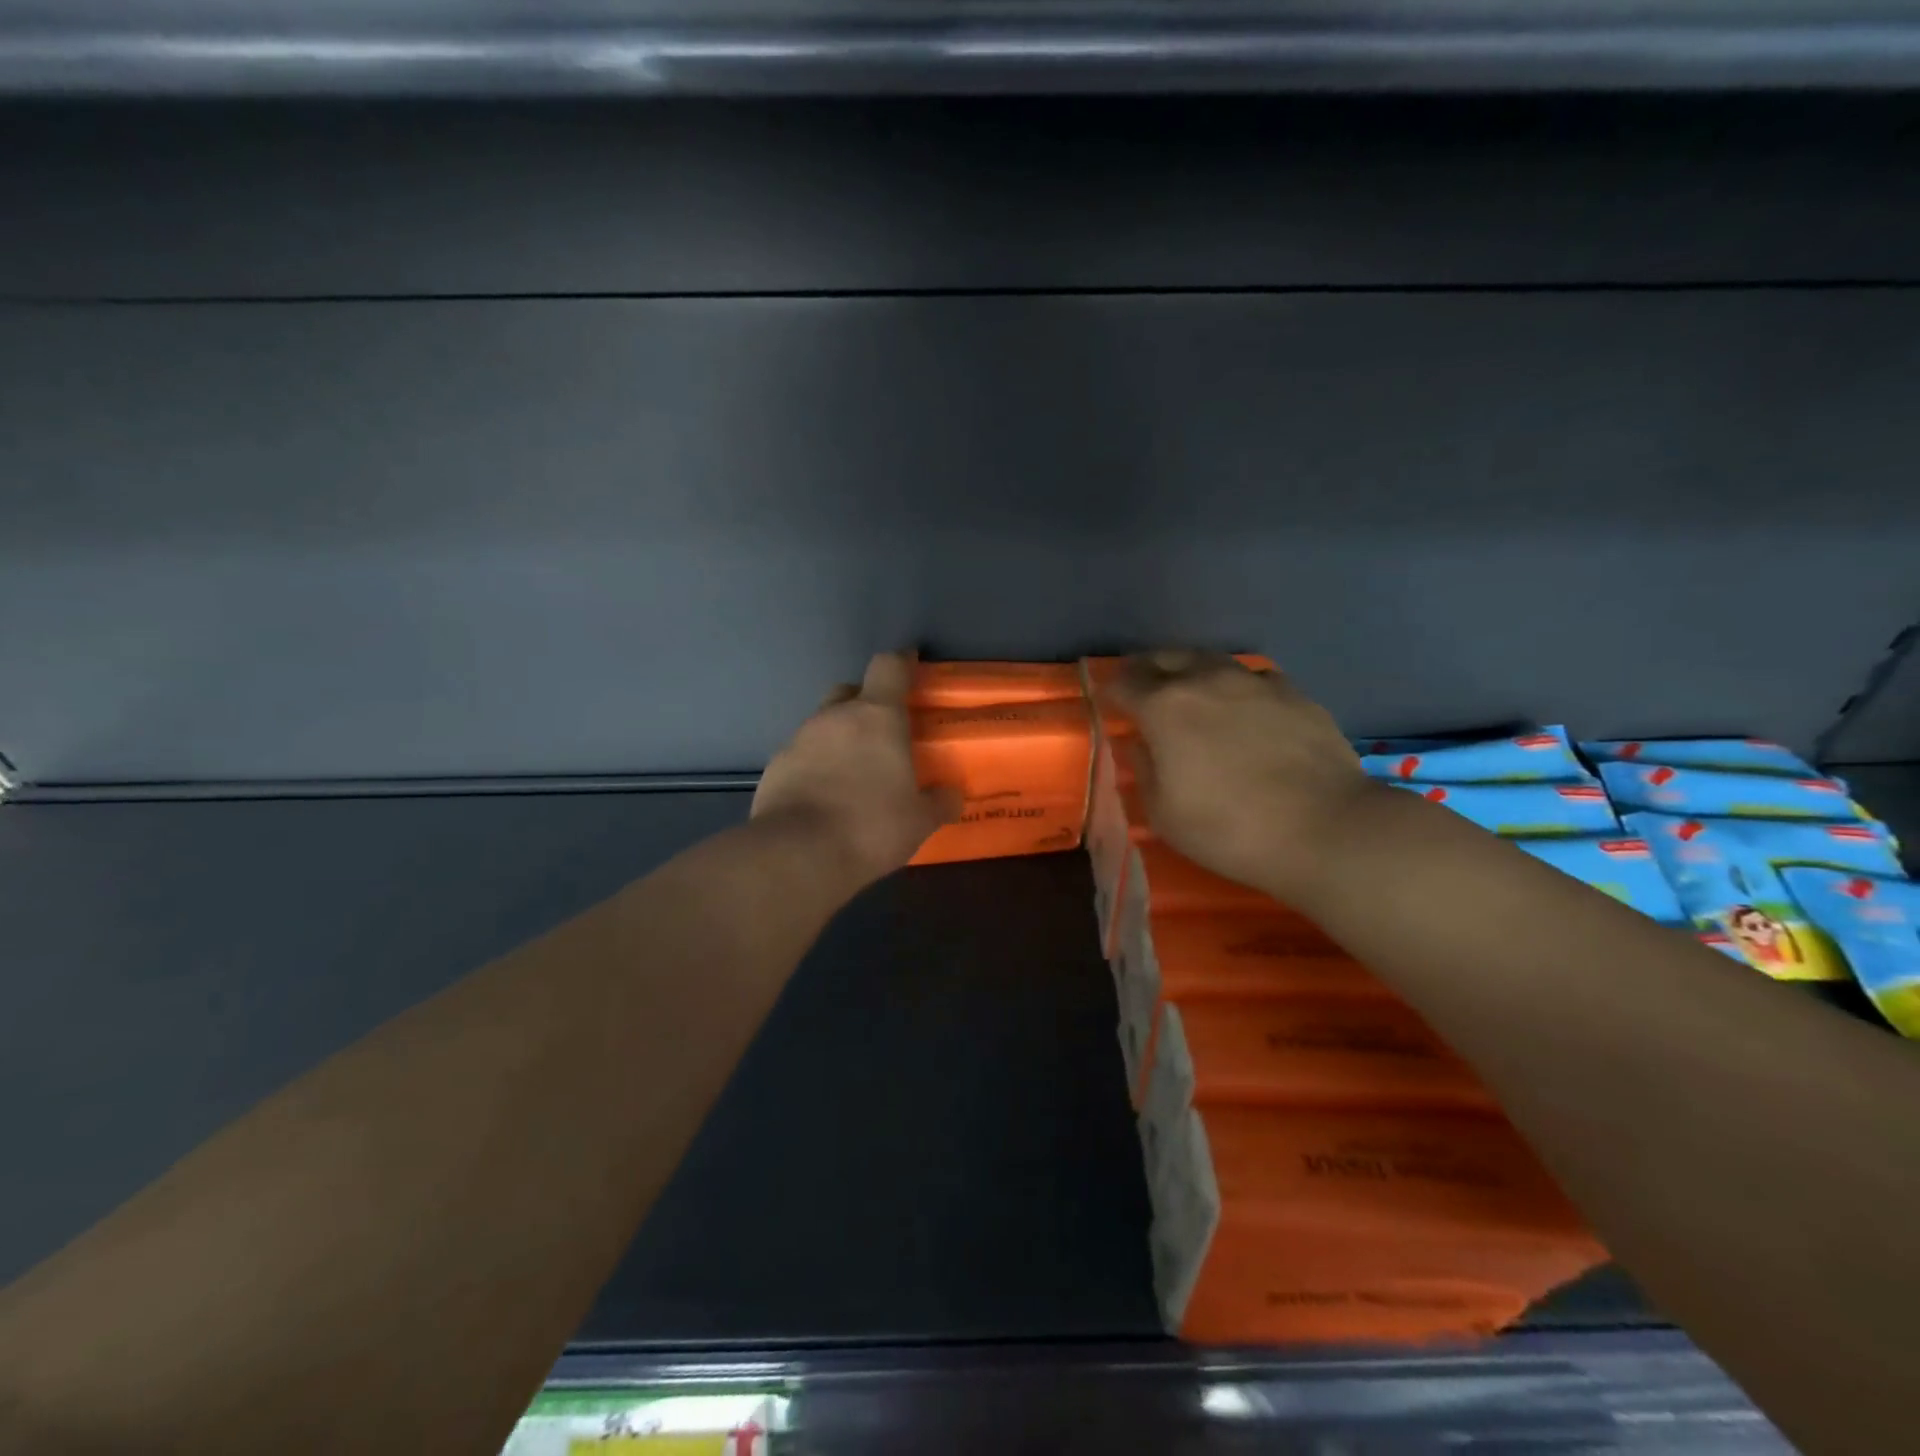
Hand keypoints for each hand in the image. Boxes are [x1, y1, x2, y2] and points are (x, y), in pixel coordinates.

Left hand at [753, 652, 960, 883]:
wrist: (798, 854)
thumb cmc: (871, 826)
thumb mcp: (919, 821)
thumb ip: (939, 802)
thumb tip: (951, 796)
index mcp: (876, 716)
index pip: (888, 666)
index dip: (901, 661)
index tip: (911, 663)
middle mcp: (835, 717)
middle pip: (850, 690)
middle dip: (866, 703)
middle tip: (882, 731)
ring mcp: (799, 739)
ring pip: (823, 724)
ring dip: (839, 737)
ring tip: (853, 772)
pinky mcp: (775, 766)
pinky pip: (802, 754)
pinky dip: (815, 765)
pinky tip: (824, 795)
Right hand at [1109, 651, 1375, 904]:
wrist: (1325, 829)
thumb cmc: (1229, 828)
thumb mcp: (1163, 814)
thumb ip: (1144, 770)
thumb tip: (1140, 745)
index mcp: (1165, 707)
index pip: (1124, 683)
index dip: (1112, 692)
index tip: (1110, 705)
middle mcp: (1206, 680)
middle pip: (1165, 658)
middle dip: (1148, 672)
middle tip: (1145, 693)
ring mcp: (1254, 681)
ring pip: (1211, 661)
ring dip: (1193, 673)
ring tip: (1194, 694)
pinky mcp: (1294, 693)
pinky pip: (1253, 678)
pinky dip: (1238, 688)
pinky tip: (1246, 709)